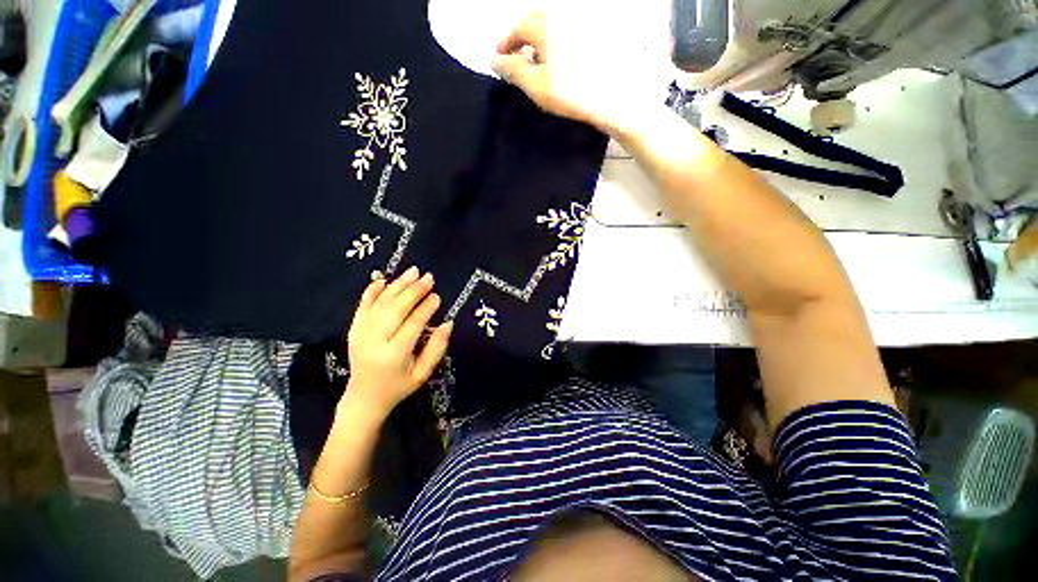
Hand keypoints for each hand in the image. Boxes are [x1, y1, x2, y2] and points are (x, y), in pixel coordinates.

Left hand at [342, 266, 452, 420]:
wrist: (363, 398)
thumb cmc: (398, 386)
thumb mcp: (423, 373)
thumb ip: (437, 348)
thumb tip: (448, 323)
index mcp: (394, 355)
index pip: (412, 324)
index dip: (426, 308)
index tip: (438, 296)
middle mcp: (374, 341)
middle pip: (395, 309)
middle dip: (413, 291)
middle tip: (428, 277)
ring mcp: (360, 334)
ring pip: (380, 303)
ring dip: (397, 285)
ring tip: (413, 271)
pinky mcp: (353, 330)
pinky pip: (362, 306)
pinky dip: (371, 291)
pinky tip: (382, 279)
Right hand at [491, 9, 656, 134]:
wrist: (612, 97)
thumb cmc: (571, 92)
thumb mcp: (535, 85)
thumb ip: (513, 70)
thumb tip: (496, 60)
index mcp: (544, 25)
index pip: (517, 29)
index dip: (505, 45)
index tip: (500, 60)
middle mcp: (562, 17)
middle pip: (534, 22)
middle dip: (522, 40)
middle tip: (517, 60)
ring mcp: (580, 24)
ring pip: (551, 27)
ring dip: (539, 41)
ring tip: (537, 64)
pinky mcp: (593, 36)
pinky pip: (566, 35)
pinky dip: (556, 44)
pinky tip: (558, 64)